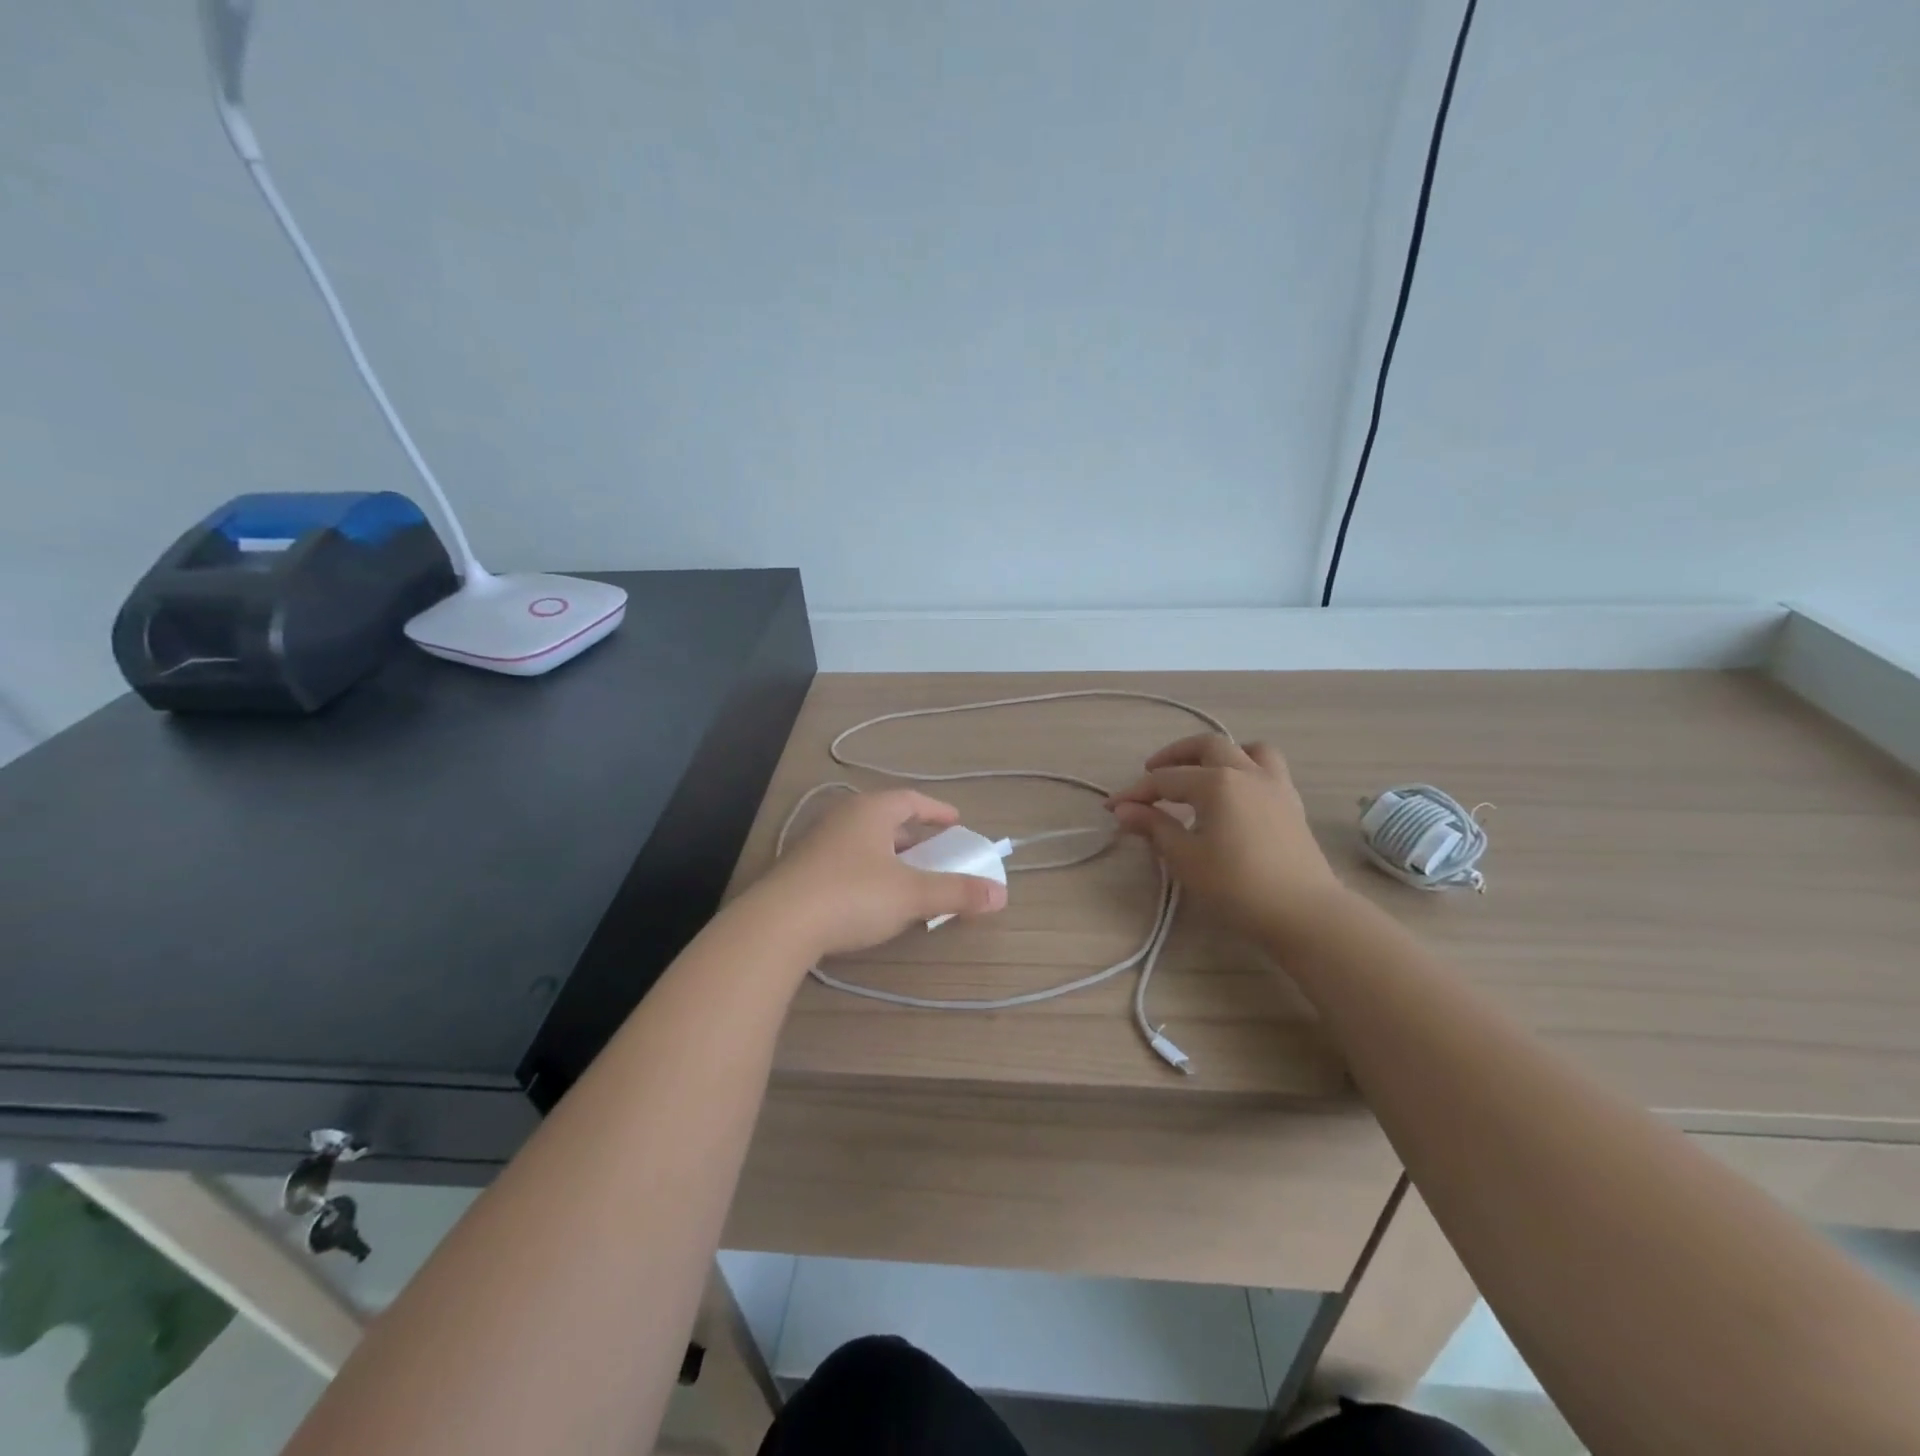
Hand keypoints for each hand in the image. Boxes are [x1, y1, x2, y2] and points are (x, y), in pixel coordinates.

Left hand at [755, 789, 1008, 959]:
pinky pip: (846, 860)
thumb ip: (956, 892)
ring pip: (865, 841)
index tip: (956, 823)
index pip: (911, 799)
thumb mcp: (912, 895)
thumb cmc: (853, 896)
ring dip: (890, 855)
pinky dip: (868, 871)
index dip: (937, 810)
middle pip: (887, 819)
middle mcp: (843, 818)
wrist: (778, 924)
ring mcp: (818, 843)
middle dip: (914, 836)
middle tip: (936, 853)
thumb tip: (1001, 894)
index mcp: (870, 811)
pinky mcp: (801, 870)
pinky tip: (872, 897)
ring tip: (908, 876)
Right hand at [1107, 734, 1345, 945]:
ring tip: (1201, 772)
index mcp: (1216, 782)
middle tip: (1152, 773)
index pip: (1165, 780)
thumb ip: (1155, 827)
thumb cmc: (1237, 886)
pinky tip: (1235, 793)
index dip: (1135, 793)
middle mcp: (1246, 772)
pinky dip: (1246, 768)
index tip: (1112, 807)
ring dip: (1218, 754)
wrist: (1303, 912)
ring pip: (1246, 749)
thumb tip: (1124, 810)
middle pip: (1206, 746)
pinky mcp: (1292, 803)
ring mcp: (1274, 784)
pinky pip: (1268, 768)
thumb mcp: (1186, 858)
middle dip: (1174, 755)